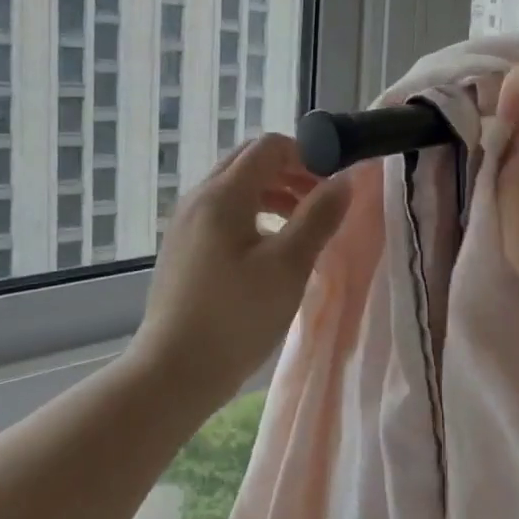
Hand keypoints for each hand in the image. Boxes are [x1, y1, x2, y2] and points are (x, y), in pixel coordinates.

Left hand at [133, 132, 350, 396]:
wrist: (173, 371)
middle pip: (249, 162)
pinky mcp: (183, 249)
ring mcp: (186, 224)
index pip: (269, 146)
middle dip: (291, 172)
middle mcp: (199, 198)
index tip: (334, 182)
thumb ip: (318, 217)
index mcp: (223, 194)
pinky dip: (253, 215)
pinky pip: (222, 213)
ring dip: (274, 194)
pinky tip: (270, 250)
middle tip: (322, 201)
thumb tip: (345, 180)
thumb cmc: (236, 317)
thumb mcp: (288, 266)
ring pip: (235, 189)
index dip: (307, 154)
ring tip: (303, 226)